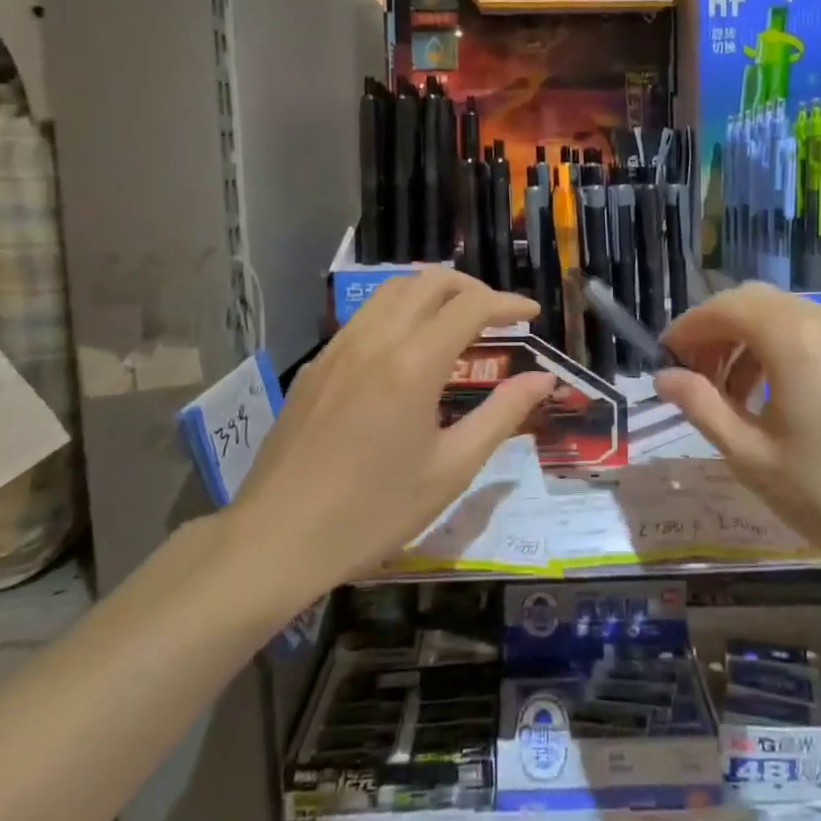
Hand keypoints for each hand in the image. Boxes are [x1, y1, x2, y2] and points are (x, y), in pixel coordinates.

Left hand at [233, 268, 555, 592]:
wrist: (277, 538)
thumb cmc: (373, 511)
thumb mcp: (451, 469)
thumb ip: (502, 414)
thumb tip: (544, 378)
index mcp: (413, 363)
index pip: (470, 306)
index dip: (508, 303)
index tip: (533, 315)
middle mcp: (374, 340)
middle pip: (429, 281)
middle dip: (472, 287)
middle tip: (498, 315)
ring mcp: (338, 348)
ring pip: (391, 290)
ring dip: (432, 292)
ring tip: (457, 321)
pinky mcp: (315, 365)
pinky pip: (364, 316)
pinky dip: (399, 312)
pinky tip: (406, 349)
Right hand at [653, 284, 820, 592]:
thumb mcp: (755, 459)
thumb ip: (703, 408)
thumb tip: (665, 377)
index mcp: (794, 339)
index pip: (725, 307)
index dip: (689, 327)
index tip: (665, 358)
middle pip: (756, 303)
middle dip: (718, 331)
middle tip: (696, 378)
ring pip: (788, 317)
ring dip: (751, 342)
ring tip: (734, 396)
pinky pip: (819, 335)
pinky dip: (785, 351)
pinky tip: (782, 399)